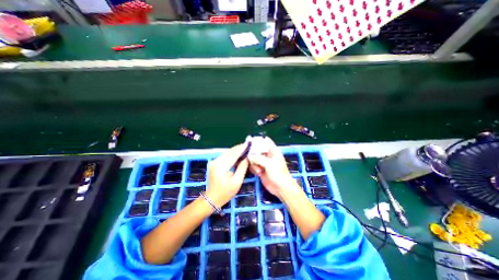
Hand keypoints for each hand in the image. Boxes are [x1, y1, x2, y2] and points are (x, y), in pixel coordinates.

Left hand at [205, 144, 247, 207]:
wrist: (212, 198)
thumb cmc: (225, 192)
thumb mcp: (237, 182)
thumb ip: (242, 168)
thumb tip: (247, 158)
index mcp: (221, 166)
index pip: (233, 154)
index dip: (241, 149)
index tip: (249, 144)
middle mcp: (216, 161)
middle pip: (229, 151)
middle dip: (239, 148)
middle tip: (248, 145)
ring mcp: (214, 161)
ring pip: (227, 153)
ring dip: (236, 150)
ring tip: (245, 148)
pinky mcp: (214, 163)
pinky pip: (225, 156)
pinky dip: (232, 154)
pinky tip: (238, 154)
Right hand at [247, 138, 296, 198]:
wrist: (280, 188)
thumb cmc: (278, 174)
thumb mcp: (269, 164)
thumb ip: (258, 158)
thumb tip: (249, 156)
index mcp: (273, 151)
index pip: (266, 141)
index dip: (259, 140)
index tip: (250, 141)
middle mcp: (268, 155)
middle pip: (257, 150)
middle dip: (253, 153)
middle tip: (250, 157)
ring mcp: (264, 162)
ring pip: (254, 158)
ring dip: (254, 163)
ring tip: (259, 170)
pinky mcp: (260, 169)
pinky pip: (253, 165)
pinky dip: (254, 168)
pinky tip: (258, 173)